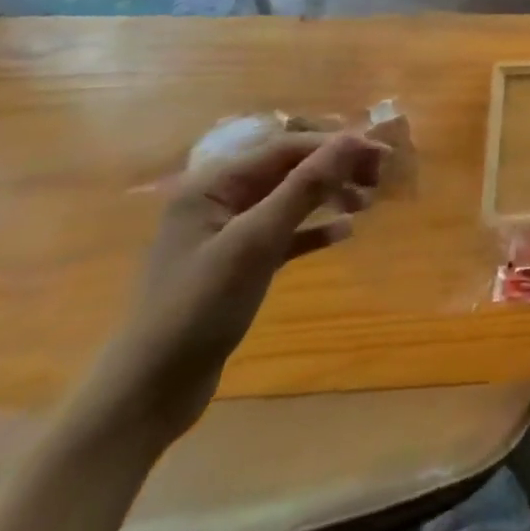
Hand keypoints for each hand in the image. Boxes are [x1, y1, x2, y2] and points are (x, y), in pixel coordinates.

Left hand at [85, 130, 390, 444]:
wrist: (148, 392)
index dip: (336, 146)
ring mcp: (226, 233)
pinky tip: (344, 232)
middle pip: (289, 168)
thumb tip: (353, 138)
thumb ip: (306, 186)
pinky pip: (285, 233)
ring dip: (330, 195)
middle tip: (379, 178)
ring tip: (367, 203)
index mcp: (213, 185)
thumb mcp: (257, 241)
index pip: (287, 147)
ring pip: (290, 198)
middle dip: (335, 169)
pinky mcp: (237, 264)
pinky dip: (314, 229)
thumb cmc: (199, 306)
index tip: (381, 156)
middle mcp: (218, 200)